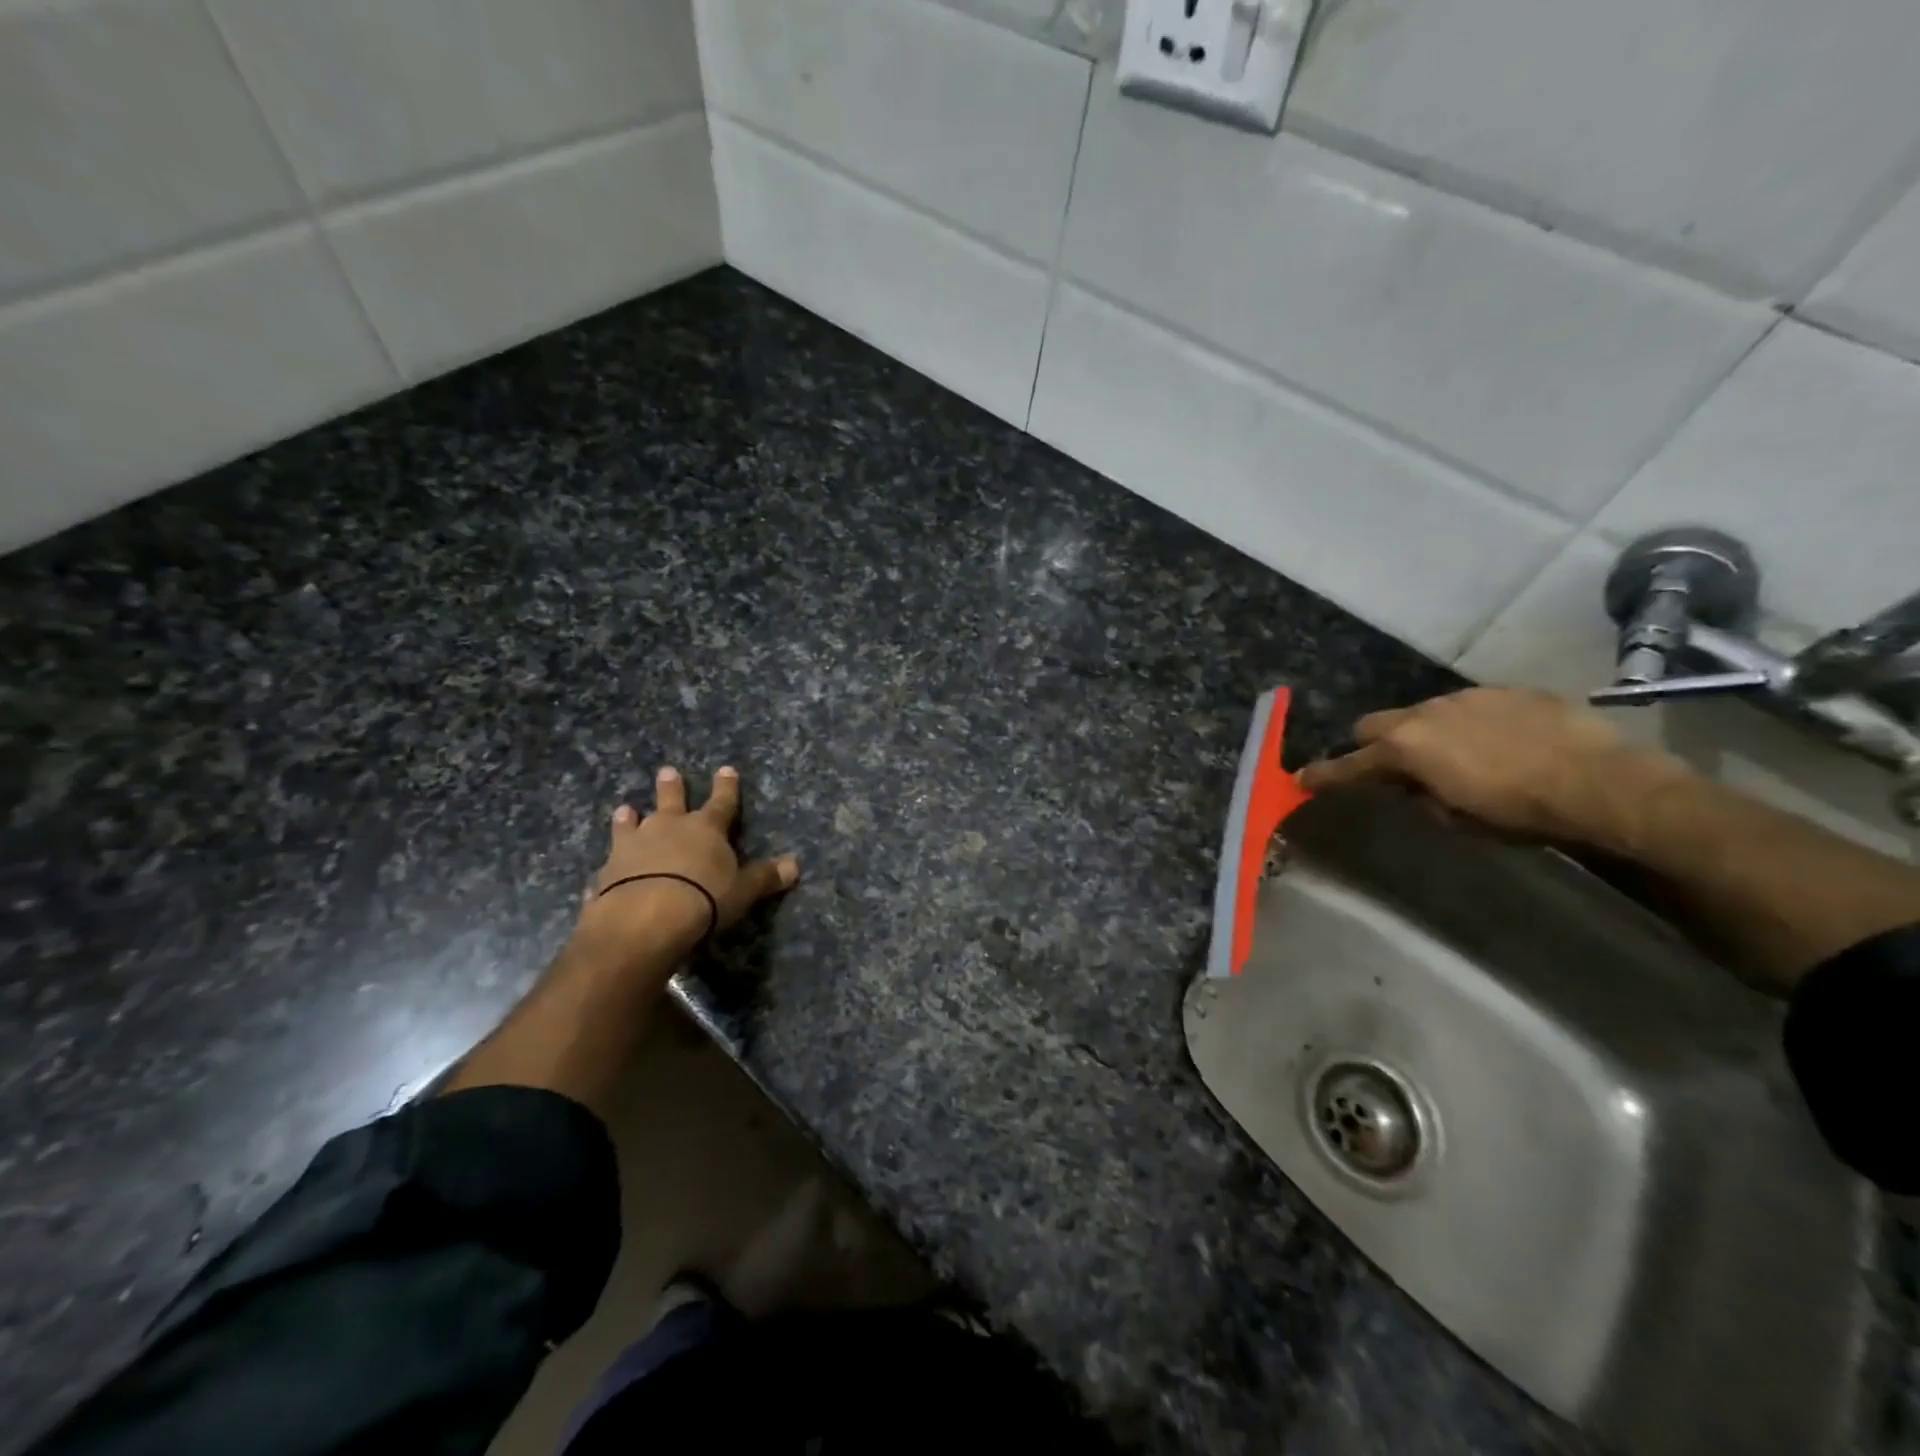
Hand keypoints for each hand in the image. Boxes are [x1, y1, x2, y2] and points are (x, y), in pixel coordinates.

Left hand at [575, 764, 799, 968]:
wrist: (646, 916)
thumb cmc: (705, 897)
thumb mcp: (743, 890)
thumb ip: (765, 877)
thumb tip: (795, 866)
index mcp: (706, 828)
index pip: (721, 802)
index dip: (726, 787)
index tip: (726, 769)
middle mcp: (668, 827)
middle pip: (671, 800)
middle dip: (671, 787)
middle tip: (667, 771)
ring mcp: (634, 846)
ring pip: (632, 824)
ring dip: (630, 817)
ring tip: (625, 809)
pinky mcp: (607, 870)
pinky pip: (608, 864)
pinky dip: (609, 866)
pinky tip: (600, 873)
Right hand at [1297, 687, 1689, 843]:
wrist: (1604, 783)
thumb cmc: (1520, 812)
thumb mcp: (1458, 818)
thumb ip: (1422, 797)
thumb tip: (1413, 786)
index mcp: (1406, 748)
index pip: (1350, 763)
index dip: (1324, 774)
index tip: (1302, 779)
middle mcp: (1425, 713)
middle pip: (1374, 724)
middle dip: (1372, 745)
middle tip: (1390, 767)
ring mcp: (1466, 697)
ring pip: (1423, 712)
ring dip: (1424, 733)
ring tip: (1455, 756)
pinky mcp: (1506, 691)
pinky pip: (1469, 706)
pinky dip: (1467, 724)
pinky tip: (1499, 743)